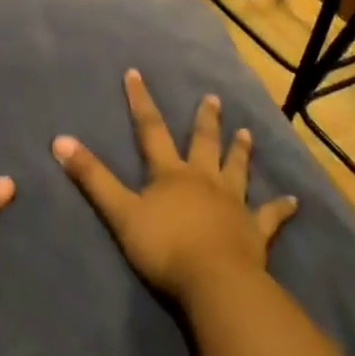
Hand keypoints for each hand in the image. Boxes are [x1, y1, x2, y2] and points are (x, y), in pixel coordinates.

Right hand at [52, 69, 297, 303]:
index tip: (136, 74)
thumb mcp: (119, 211)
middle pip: (203, 143)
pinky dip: (281, 208)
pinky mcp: (255, 230)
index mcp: (170, 173)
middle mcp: (204, 180)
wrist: (214, 281)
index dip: (141, 102)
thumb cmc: (164, 246)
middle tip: (213, 98)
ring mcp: (233, 203)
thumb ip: (92, 177)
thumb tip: (60, 140)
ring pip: (237, 170)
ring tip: (246, 132)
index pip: (151, 130)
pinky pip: (270, 216)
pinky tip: (295, 201)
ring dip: (241, 151)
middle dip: (205, 120)